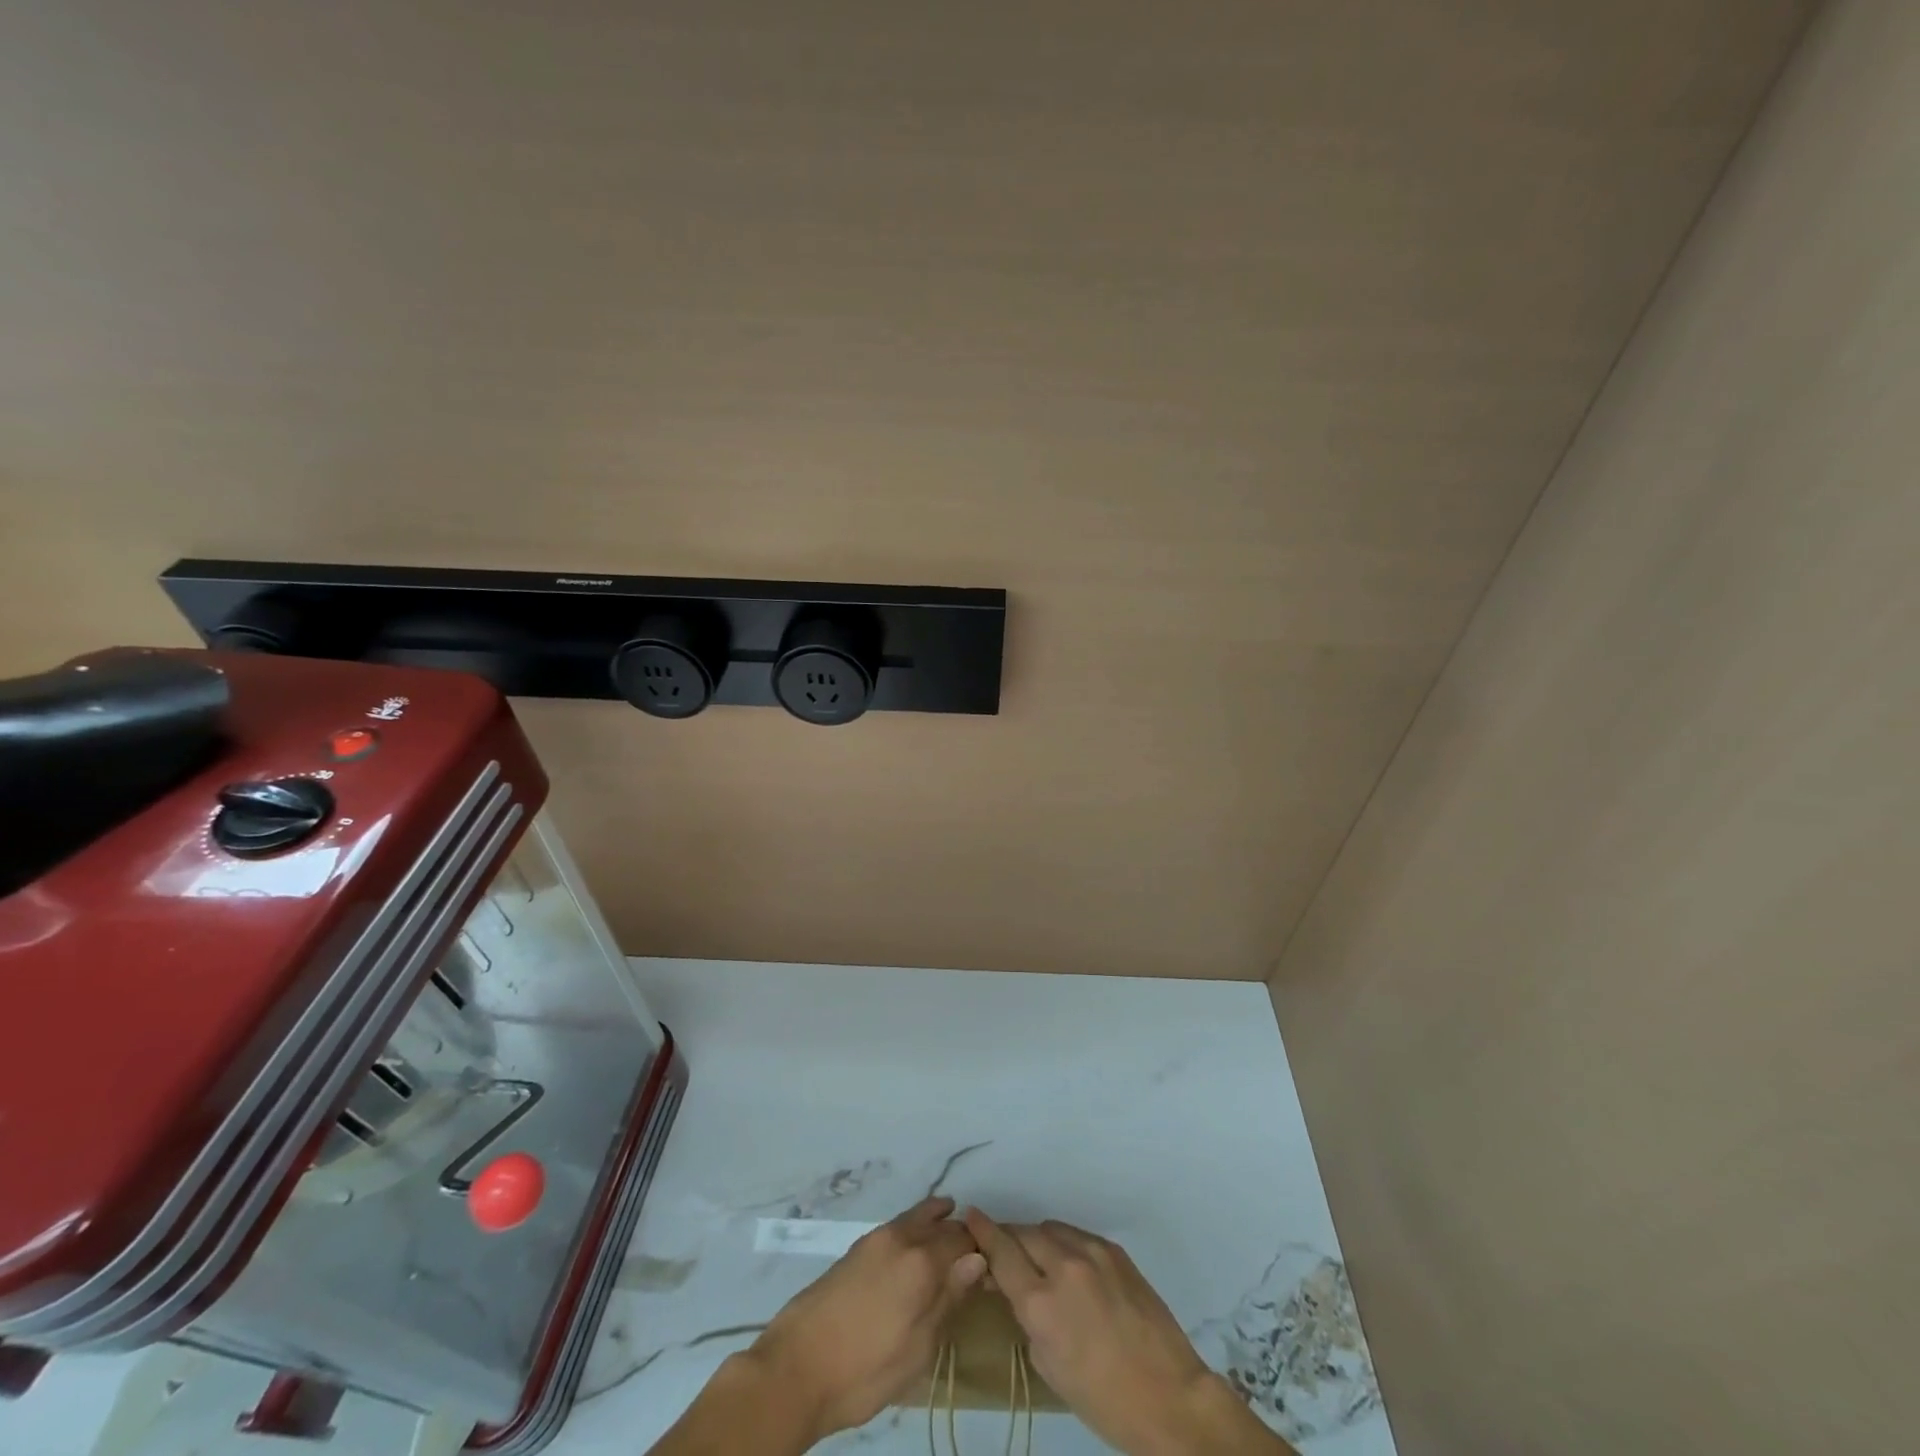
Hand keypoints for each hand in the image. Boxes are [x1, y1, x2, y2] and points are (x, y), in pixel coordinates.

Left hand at [745, 1197, 986, 1444]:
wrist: (796, 1368)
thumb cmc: (864, 1370)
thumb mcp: (918, 1349)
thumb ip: (948, 1300)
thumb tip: (977, 1260)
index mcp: (921, 1261)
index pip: (963, 1241)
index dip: (980, 1250)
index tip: (991, 1265)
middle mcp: (901, 1237)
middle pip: (941, 1224)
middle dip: (960, 1233)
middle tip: (973, 1252)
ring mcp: (876, 1238)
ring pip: (917, 1217)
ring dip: (937, 1222)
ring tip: (950, 1230)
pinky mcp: (857, 1247)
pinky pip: (898, 1225)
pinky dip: (915, 1226)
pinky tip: (916, 1245)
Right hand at [964, 1209, 1294, 1455]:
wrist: (1168, 1396)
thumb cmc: (1102, 1397)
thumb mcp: (1048, 1364)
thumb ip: (1027, 1316)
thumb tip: (1016, 1287)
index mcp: (1041, 1303)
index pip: (1001, 1251)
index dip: (982, 1231)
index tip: (970, 1215)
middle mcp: (1063, 1266)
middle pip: (1023, 1233)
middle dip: (1008, 1237)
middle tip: (1002, 1248)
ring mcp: (1092, 1253)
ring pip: (1050, 1228)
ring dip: (1037, 1239)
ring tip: (1036, 1257)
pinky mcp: (1114, 1250)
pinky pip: (1077, 1235)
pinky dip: (1064, 1243)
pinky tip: (1068, 1264)